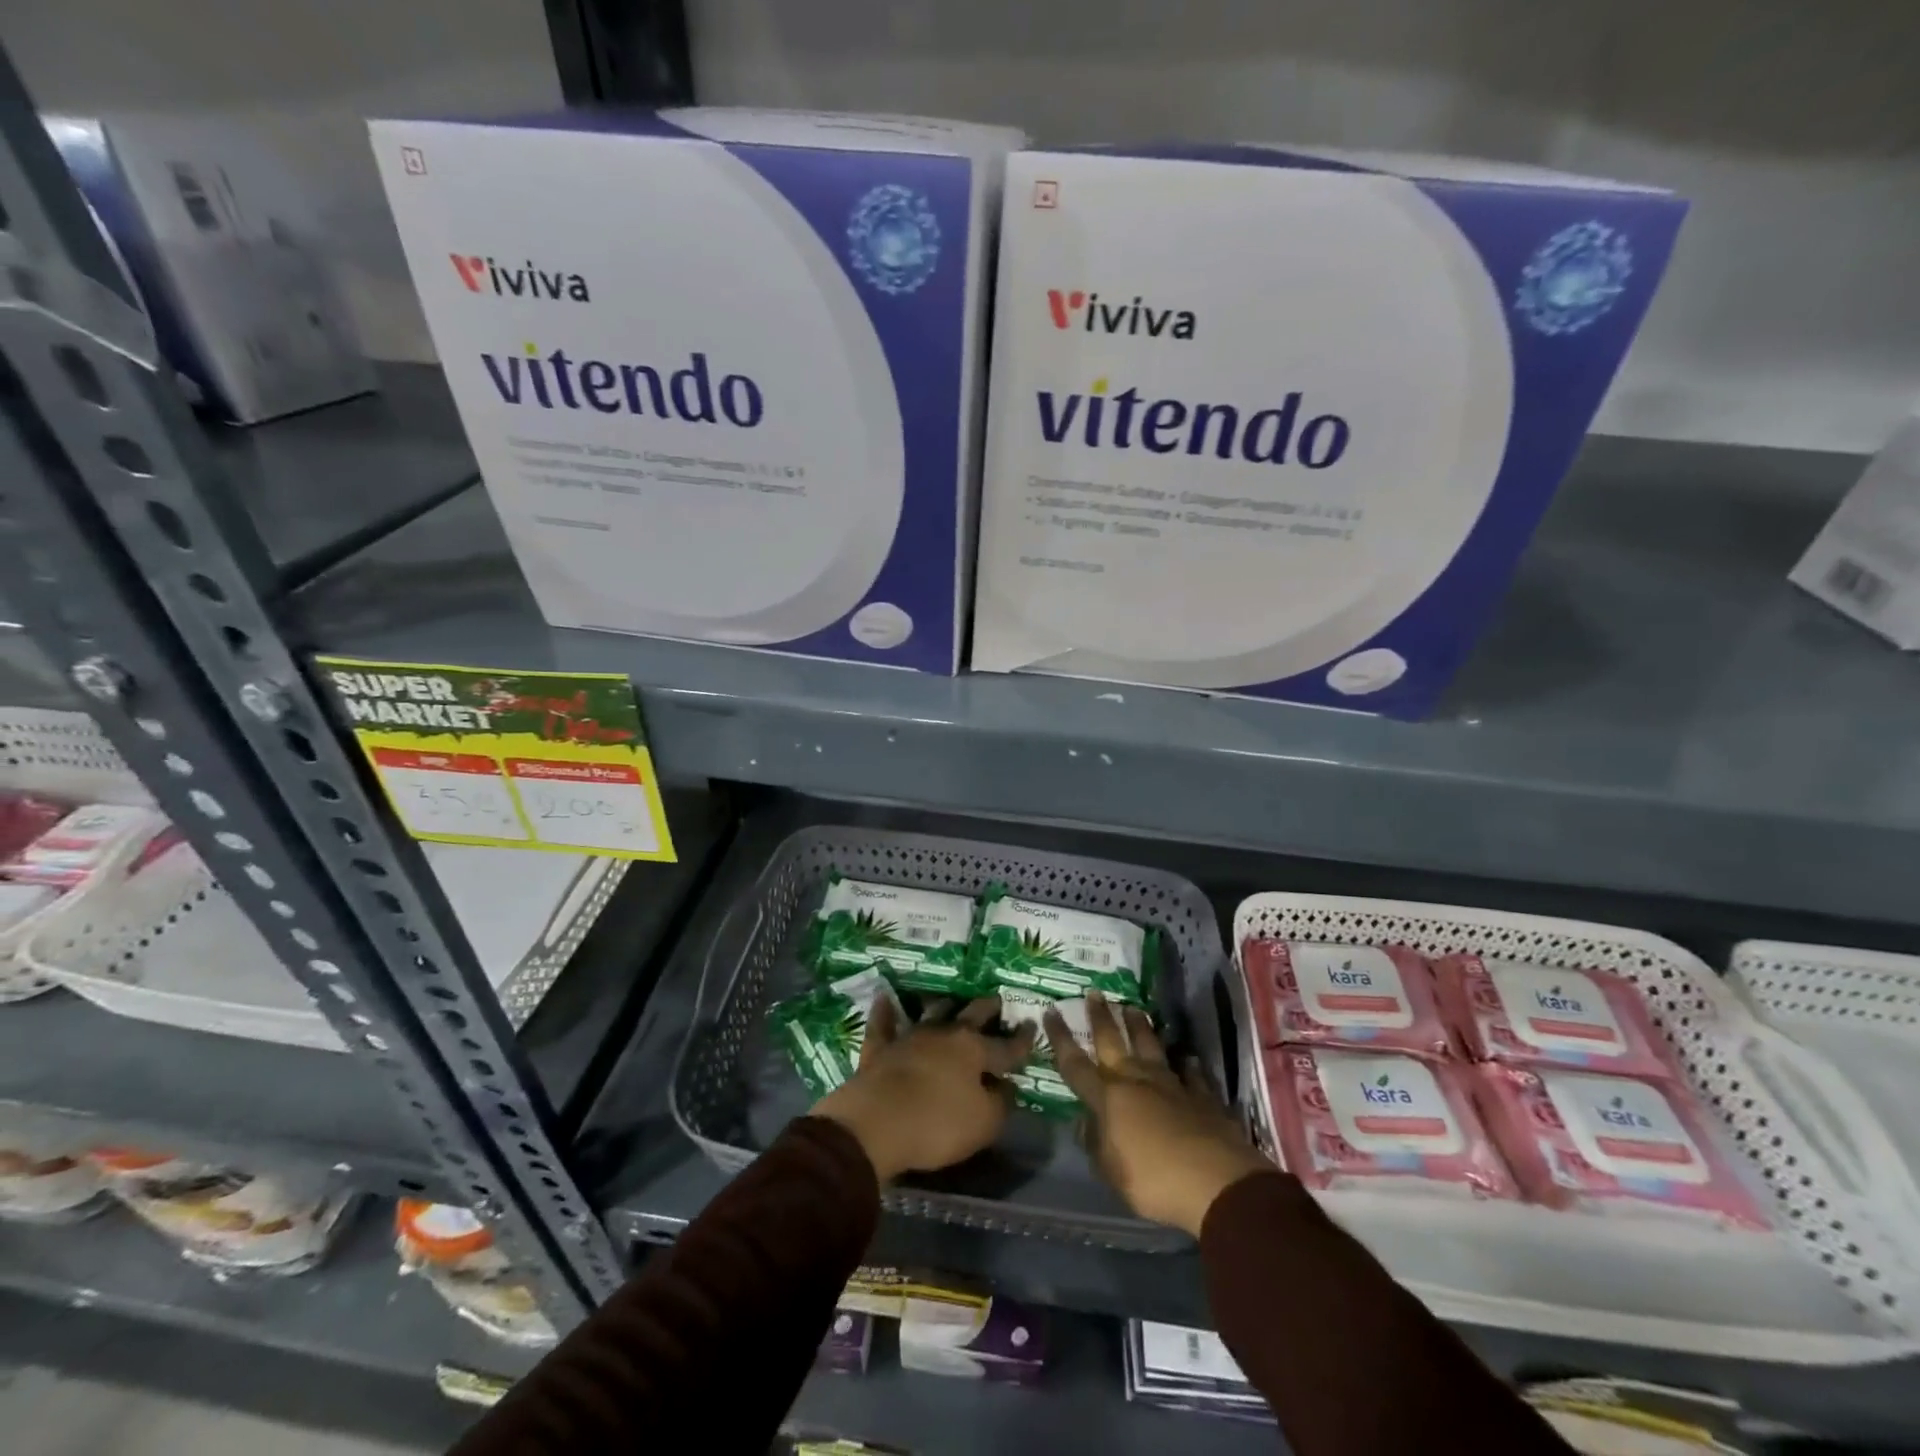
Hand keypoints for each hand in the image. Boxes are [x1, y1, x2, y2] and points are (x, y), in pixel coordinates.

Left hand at [815, 995, 1035, 1183]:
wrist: (876, 1122)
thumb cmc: (937, 1123)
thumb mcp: (984, 1123)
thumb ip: (1000, 1103)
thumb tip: (1006, 1086)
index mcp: (974, 1050)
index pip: (1006, 1046)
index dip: (1022, 1040)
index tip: (1032, 1026)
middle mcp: (945, 1034)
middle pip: (971, 1016)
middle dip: (987, 1009)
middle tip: (997, 1000)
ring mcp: (910, 1037)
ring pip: (932, 1013)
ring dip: (944, 1006)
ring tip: (952, 1000)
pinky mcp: (880, 1048)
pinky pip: (883, 1024)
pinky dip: (884, 1011)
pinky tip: (884, 997)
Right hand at [1048, 991, 1272, 1236]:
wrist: (1216, 1181)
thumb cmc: (1153, 1180)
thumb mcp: (1111, 1172)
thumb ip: (1095, 1144)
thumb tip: (1083, 1122)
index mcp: (1108, 1098)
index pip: (1075, 1064)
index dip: (1061, 1038)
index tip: (1051, 1012)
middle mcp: (1136, 1081)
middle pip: (1113, 1042)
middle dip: (1101, 1017)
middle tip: (1095, 992)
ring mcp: (1171, 1085)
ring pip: (1151, 1047)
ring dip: (1140, 1027)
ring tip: (1133, 1008)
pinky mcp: (1202, 1096)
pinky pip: (1190, 1074)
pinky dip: (1186, 1065)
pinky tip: (1186, 1058)